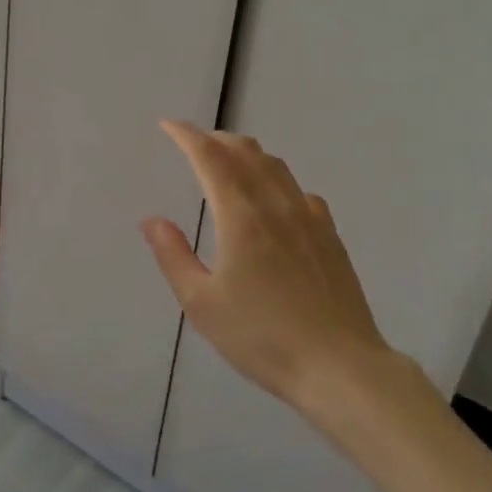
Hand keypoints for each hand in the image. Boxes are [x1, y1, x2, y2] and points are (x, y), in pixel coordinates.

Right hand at [141, 120, 385, 406]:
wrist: (339, 366)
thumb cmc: (261, 337)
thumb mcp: (202, 303)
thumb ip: (173, 256)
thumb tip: (152, 219)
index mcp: (241, 216)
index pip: (210, 158)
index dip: (187, 136)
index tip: (169, 125)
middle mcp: (276, 205)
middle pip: (246, 152)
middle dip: (216, 140)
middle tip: (195, 143)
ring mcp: (309, 217)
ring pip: (276, 166)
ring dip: (247, 154)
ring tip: (230, 161)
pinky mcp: (330, 235)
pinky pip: (299, 190)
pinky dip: (277, 180)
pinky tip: (276, 200)